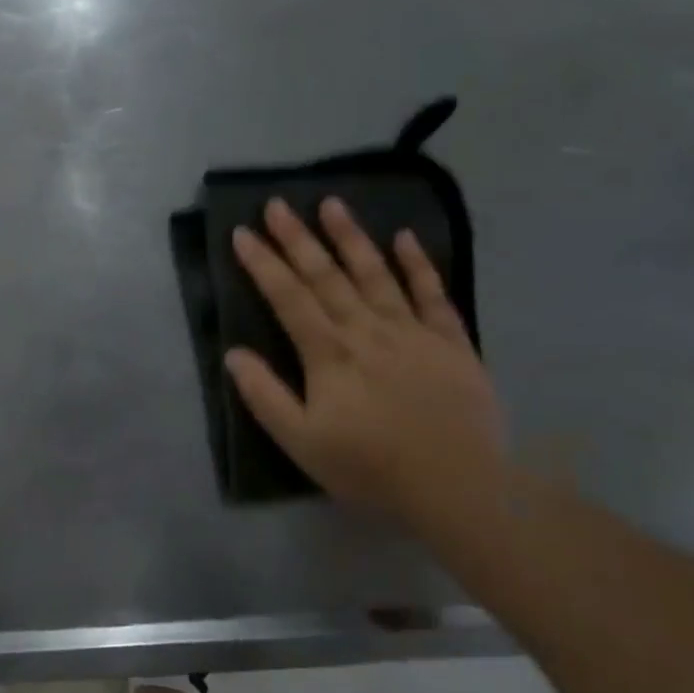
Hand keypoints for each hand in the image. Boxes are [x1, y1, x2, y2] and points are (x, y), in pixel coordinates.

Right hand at [226, 196, 504, 532]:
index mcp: (329, 355)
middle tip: (277, 204)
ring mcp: (413, 333)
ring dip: (352, 237)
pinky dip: (418, 265)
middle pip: (326, 276)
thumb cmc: (370, 468)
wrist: (460, 489)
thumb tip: (233, 354)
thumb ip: (264, 396)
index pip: (288, 298)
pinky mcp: (451, 343)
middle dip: (298, 238)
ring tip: (332, 203)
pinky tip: (405, 237)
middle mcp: (367, 331)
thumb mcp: (301, 442)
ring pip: (376, 274)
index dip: (263, 264)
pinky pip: (433, 295)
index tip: (242, 233)